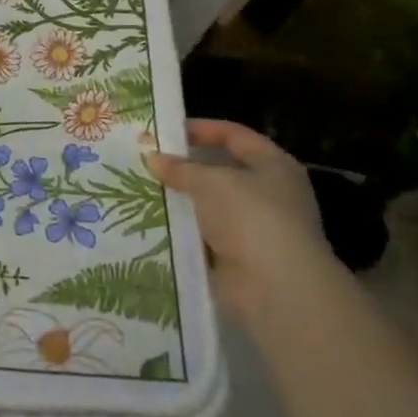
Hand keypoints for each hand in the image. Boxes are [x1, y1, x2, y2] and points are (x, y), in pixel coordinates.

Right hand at [146, 119, 333, 317]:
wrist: (276, 287)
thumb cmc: (252, 218)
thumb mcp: (212, 182)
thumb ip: (181, 168)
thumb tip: (153, 158)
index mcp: (273, 166)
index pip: (234, 135)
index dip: (201, 129)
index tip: (164, 130)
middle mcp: (268, 193)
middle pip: (220, 170)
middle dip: (184, 167)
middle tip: (146, 161)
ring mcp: (253, 227)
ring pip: (208, 205)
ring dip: (180, 200)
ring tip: (141, 189)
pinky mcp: (237, 256)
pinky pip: (203, 235)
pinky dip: (182, 230)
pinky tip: (152, 222)